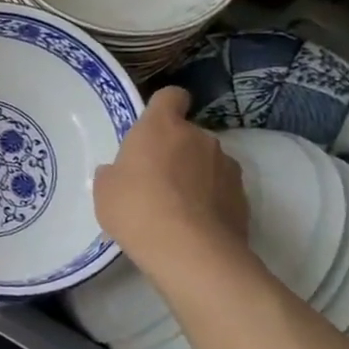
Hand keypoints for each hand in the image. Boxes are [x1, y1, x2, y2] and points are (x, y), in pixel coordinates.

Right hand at [93, 86, 250, 282]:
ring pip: (207, 161)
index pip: (171, 96)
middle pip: (188, 133)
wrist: (191, 253)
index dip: (163, 107)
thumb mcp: (105, 190)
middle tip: (155, 179)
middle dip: (175, 150)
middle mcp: (199, 137)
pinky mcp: (243, 197)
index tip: (153, 127)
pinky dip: (211, 200)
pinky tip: (195, 225)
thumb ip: (114, 172)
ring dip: (195, 175)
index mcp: (162, 126)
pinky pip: (221, 189)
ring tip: (178, 207)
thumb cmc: (137, 209)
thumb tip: (120, 173)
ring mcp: (226, 167)